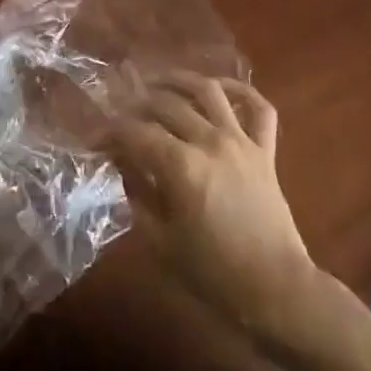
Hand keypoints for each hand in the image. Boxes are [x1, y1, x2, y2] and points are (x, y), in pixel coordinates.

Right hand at [107, 71, 319, 349]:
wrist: (275, 291)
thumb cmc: (212, 274)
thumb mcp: (160, 241)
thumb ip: (137, 193)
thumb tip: (122, 162)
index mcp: (181, 167)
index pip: (136, 133)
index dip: (111, 133)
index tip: (95, 140)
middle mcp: (209, 141)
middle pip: (166, 105)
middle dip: (137, 105)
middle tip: (121, 115)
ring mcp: (241, 141)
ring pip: (208, 90)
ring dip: (179, 80)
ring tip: (158, 83)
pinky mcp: (265, 149)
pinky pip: (259, 107)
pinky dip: (241, 90)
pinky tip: (220, 89)